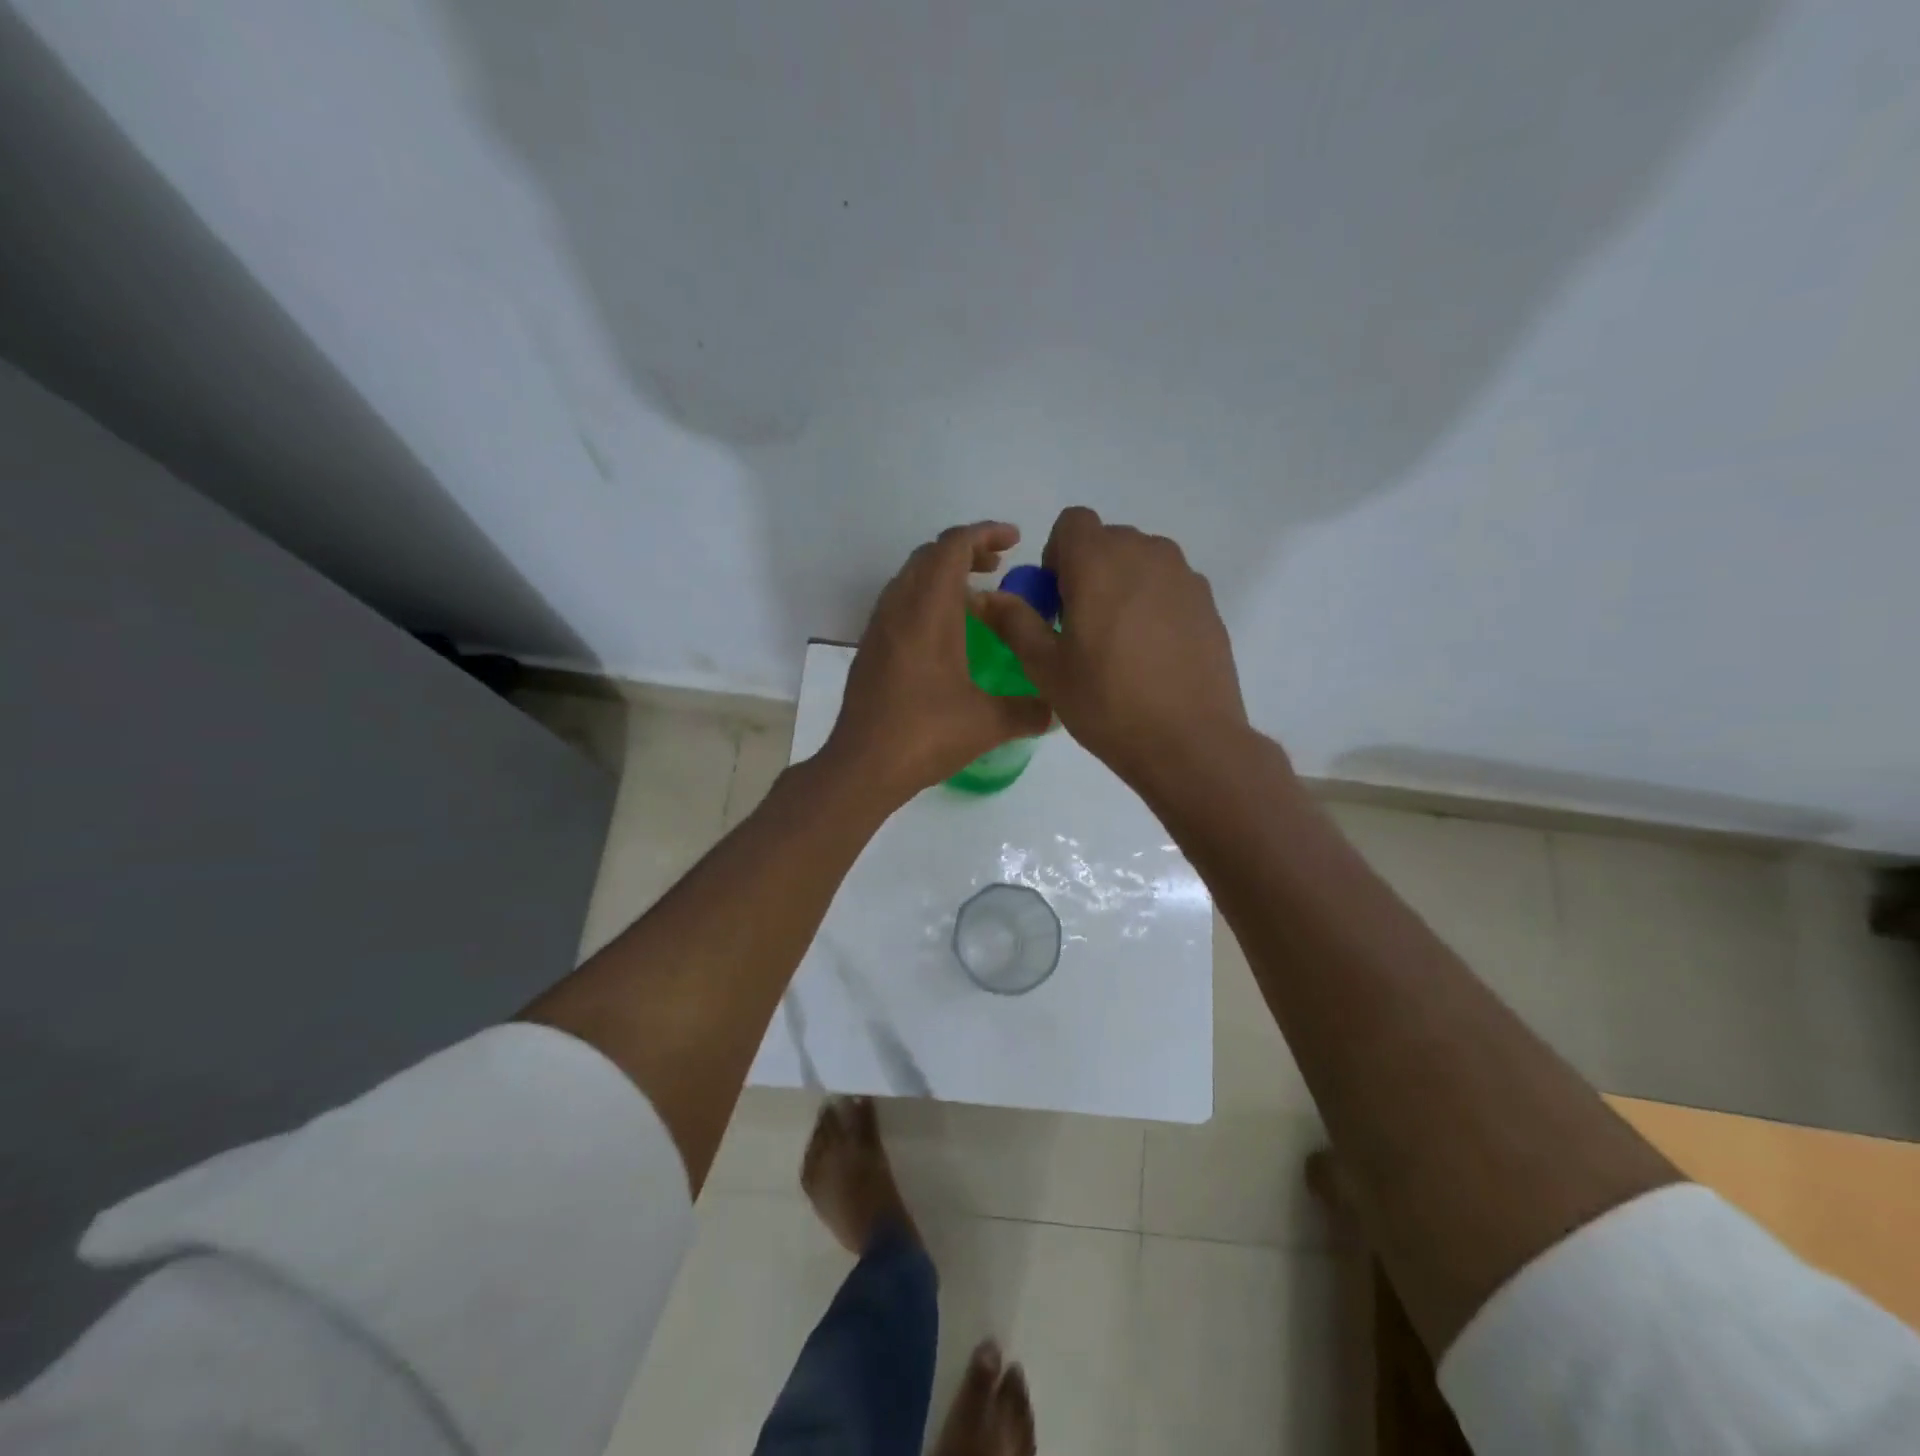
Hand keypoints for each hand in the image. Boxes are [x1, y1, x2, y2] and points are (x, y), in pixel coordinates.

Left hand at [824, 522, 1052, 803]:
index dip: (984, 533)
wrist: (862, 766)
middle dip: (967, 551)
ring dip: (944, 575)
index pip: (952, 547)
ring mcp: (879, 628)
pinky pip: (900, 603)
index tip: (1015, 540)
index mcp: (928, 612)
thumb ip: (1028, 711)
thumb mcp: (988, 724)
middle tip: (1000, 567)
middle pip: (929, 555)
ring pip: (911, 578)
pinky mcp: (871, 649)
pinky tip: (947, 634)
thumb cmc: (925, 735)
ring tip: (977, 598)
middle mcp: (899, 609)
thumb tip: (1055, 710)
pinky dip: (926, 599)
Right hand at [973, 507, 1250, 790]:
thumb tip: (984, 596)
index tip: (1055, 600)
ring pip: (1140, 561)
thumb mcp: (1046, 666)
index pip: (1072, 522)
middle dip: (1088, 571)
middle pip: (1107, 540)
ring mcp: (1182, 575)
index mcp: (1099, 560)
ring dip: (1121, 585)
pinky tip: (1151, 654)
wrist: (1187, 740)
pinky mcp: (1207, 601)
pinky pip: (1168, 586)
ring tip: (1118, 642)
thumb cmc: (1105, 701)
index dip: (1057, 554)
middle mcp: (1145, 552)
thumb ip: (1014, 621)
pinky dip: (1152, 603)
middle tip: (1081, 627)